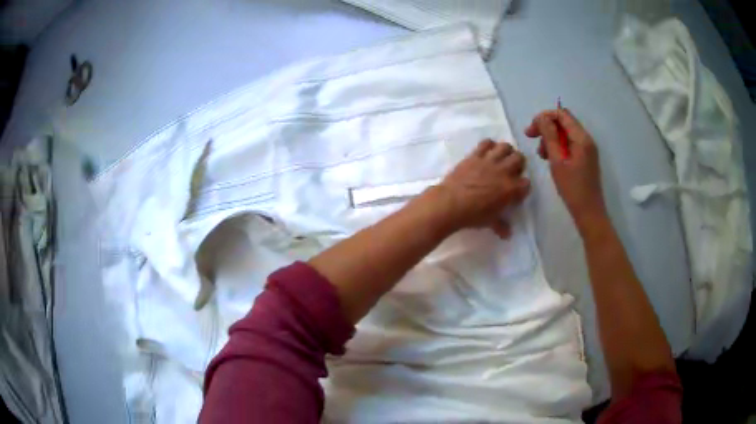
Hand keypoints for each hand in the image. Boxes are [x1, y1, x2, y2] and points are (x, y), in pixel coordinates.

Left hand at [433, 139, 529, 237]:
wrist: (450, 204)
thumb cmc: (472, 215)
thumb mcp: (490, 222)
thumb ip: (501, 226)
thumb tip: (507, 234)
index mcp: (510, 189)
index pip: (526, 183)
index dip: (523, 187)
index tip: (518, 191)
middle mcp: (503, 171)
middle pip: (520, 159)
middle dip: (519, 164)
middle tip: (512, 170)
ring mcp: (489, 161)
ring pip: (505, 147)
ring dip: (507, 151)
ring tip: (502, 158)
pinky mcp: (475, 155)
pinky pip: (486, 143)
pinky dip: (489, 145)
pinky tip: (488, 151)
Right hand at [524, 109, 605, 229]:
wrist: (589, 212)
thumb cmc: (572, 188)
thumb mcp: (557, 161)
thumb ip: (550, 137)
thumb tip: (542, 118)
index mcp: (581, 138)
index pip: (562, 114)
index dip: (545, 117)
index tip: (531, 130)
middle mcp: (586, 139)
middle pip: (564, 122)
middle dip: (546, 127)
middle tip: (531, 138)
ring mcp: (587, 149)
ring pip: (566, 133)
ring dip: (551, 138)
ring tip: (541, 154)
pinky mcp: (586, 158)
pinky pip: (570, 144)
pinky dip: (558, 146)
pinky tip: (551, 159)